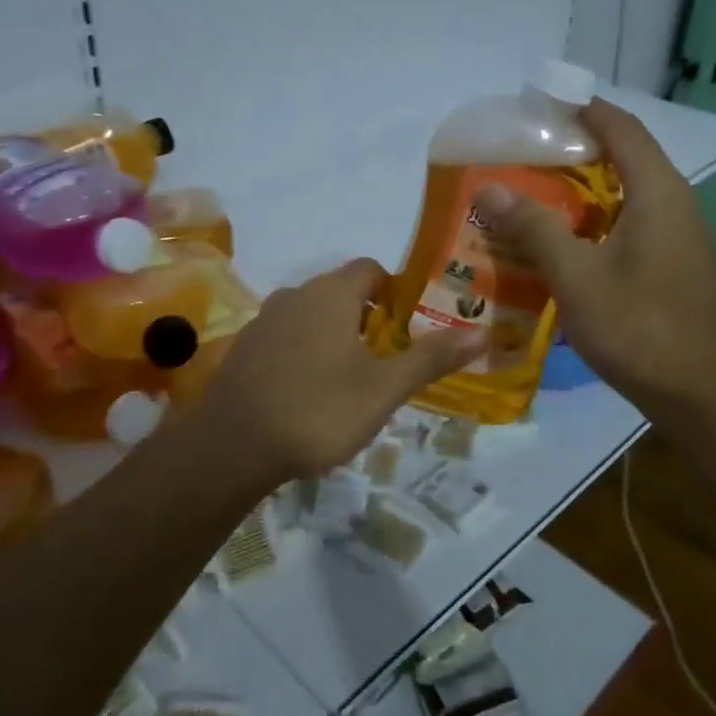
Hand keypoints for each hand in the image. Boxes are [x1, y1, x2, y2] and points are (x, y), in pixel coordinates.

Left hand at [196, 259, 484, 481]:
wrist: (233, 447)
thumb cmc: (318, 410)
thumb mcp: (384, 389)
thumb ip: (430, 358)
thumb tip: (482, 333)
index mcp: (331, 294)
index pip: (370, 269)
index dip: (395, 290)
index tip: (410, 324)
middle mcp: (295, 295)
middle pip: (340, 292)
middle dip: (368, 317)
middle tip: (389, 357)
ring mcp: (264, 321)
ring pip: (311, 315)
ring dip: (335, 336)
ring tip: (353, 378)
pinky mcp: (244, 349)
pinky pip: (286, 337)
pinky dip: (304, 352)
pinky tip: (310, 392)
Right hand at [472, 98, 715, 412]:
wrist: (702, 394)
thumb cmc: (639, 326)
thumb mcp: (577, 276)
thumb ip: (533, 228)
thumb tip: (488, 189)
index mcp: (657, 192)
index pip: (621, 128)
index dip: (583, 110)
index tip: (541, 104)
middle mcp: (675, 205)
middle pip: (623, 159)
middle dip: (573, 152)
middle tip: (521, 156)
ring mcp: (679, 239)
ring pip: (624, 197)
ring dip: (580, 193)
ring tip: (530, 197)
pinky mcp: (674, 268)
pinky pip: (629, 227)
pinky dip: (593, 224)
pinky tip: (560, 246)